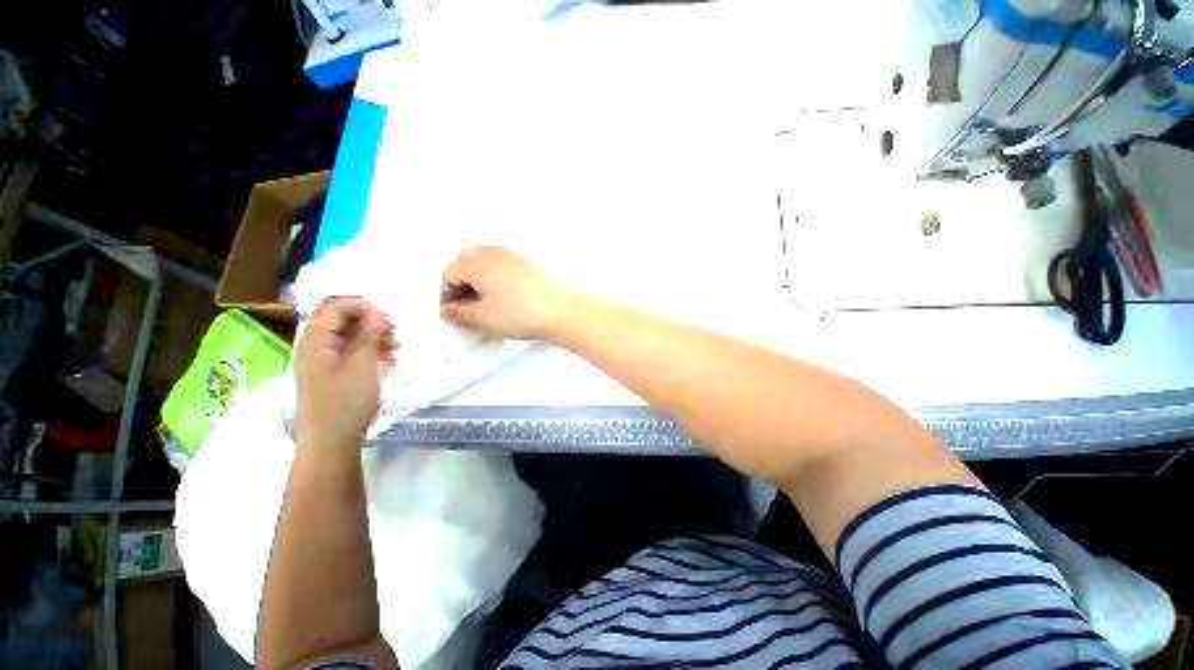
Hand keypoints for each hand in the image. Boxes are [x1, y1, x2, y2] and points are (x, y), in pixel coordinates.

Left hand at [296, 297, 396, 449]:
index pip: (335, 305)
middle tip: (394, 332)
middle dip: (370, 320)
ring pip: (348, 335)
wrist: (330, 443)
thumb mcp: (362, 366)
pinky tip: (387, 361)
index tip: (387, 320)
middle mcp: (314, 346)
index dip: (363, 306)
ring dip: (373, 336)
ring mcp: (322, 360)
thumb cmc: (345, 402)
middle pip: (341, 318)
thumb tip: (375, 313)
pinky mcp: (331, 373)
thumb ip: (367, 335)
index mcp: (315, 340)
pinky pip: (350, 351)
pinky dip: (369, 351)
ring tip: (395, 348)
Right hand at [440, 246, 571, 339]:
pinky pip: (502, 264)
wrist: (560, 311)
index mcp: (477, 263)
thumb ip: (460, 314)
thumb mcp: (484, 318)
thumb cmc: (518, 315)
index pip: (449, 272)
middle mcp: (493, 253)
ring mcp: (513, 256)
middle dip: (461, 280)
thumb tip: (447, 311)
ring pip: (485, 260)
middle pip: (465, 260)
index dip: (446, 293)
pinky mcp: (528, 263)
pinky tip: (504, 295)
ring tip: (485, 301)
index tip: (452, 312)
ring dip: (478, 277)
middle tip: (466, 303)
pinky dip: (495, 275)